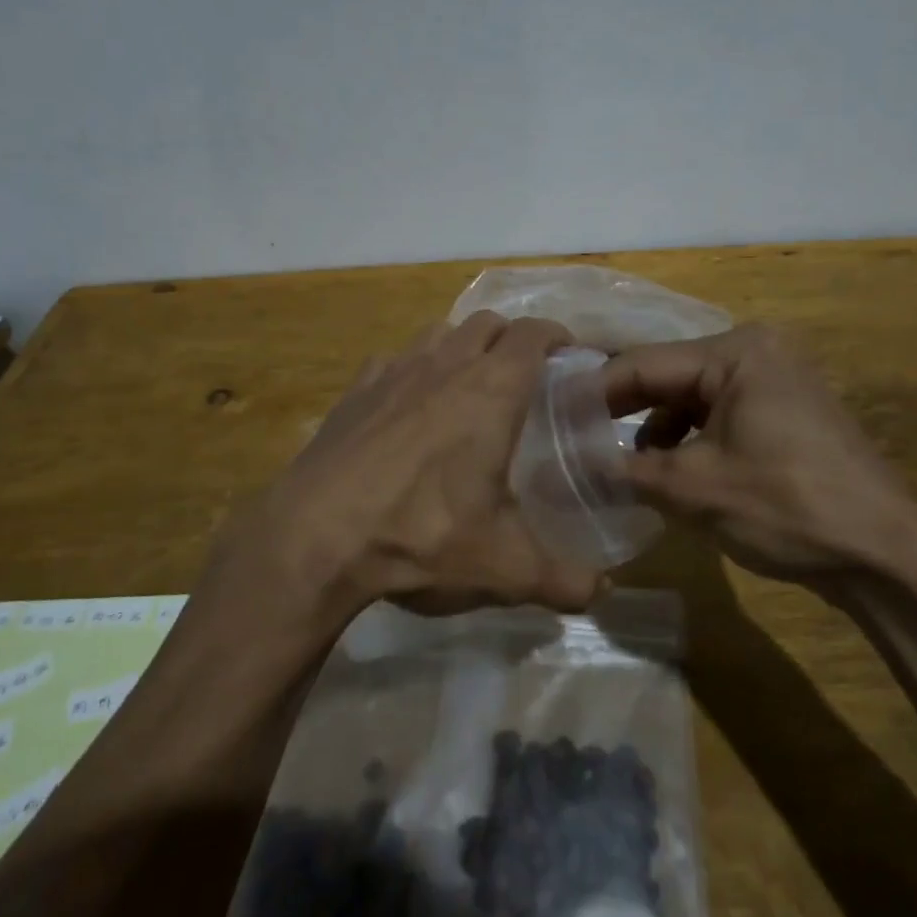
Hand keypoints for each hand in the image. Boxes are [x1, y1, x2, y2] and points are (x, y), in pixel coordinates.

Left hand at [206, 313, 605, 623]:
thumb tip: (600, 593)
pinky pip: (394, 360)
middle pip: (488, 323)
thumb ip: (562, 580)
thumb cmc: (422, 537)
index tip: (570, 357)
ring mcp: (394, 371)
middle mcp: (446, 366)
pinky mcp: (355, 390)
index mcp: (492, 391)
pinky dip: (413, 369)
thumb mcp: (504, 568)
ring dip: (462, 346)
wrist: (316, 537)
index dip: (558, 337)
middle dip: (512, 339)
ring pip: (440, 333)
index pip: (534, 334)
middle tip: (524, 376)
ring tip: (468, 386)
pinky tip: (408, 407)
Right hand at [601, 324, 916, 583]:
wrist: (886, 555)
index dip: (593, 393)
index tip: (551, 416)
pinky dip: (689, 438)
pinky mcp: (785, 410)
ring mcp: (776, 379)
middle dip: (622, 410)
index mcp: (735, 353)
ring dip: (654, 428)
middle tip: (573, 437)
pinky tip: (671, 471)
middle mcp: (756, 351)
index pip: (643, 364)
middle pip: (667, 376)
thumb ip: (626, 470)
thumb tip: (571, 468)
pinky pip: (719, 413)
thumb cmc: (787, 507)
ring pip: (691, 397)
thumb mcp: (694, 489)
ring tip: (621, 464)